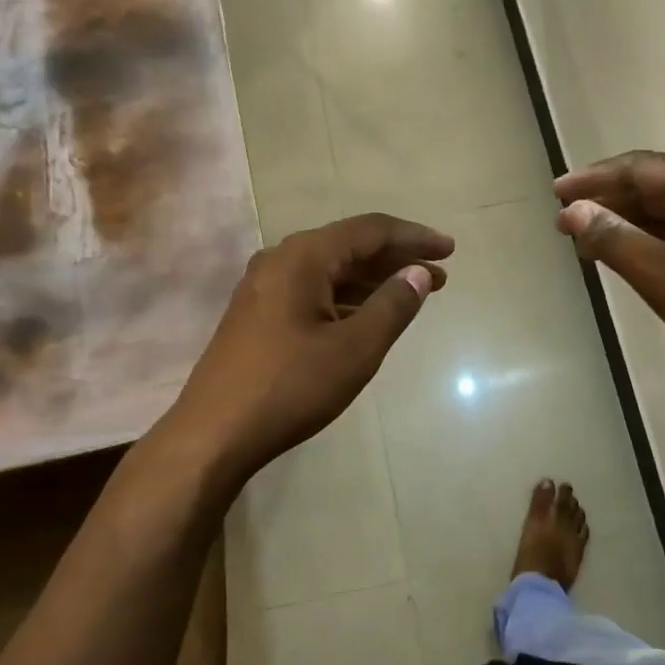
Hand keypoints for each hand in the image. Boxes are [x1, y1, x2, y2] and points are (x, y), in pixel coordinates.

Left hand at [165, 213, 452, 482]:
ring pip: (331, 271)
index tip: (450, 249)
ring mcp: (264, 287)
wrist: (214, 434)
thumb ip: (392, 306)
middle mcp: (280, 261)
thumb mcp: (354, 349)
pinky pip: (313, 291)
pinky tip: (368, 315)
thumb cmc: (290, 387)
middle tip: (440, 275)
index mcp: (302, 257)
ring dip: (373, 280)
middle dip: (396, 259)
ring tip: (414, 295)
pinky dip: (347, 298)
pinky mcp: (258, 314)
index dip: (413, 237)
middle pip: (349, 246)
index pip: (370, 230)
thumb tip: (419, 272)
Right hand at [555, 151, 664, 400]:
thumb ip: (611, 236)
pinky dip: (647, 240)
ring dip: (625, 222)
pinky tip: (622, 256)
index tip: (556, 193)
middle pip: (653, 185)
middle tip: (564, 219)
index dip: (593, 179)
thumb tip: (572, 212)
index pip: (638, 167)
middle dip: (607, 201)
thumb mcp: (657, 270)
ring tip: (584, 240)